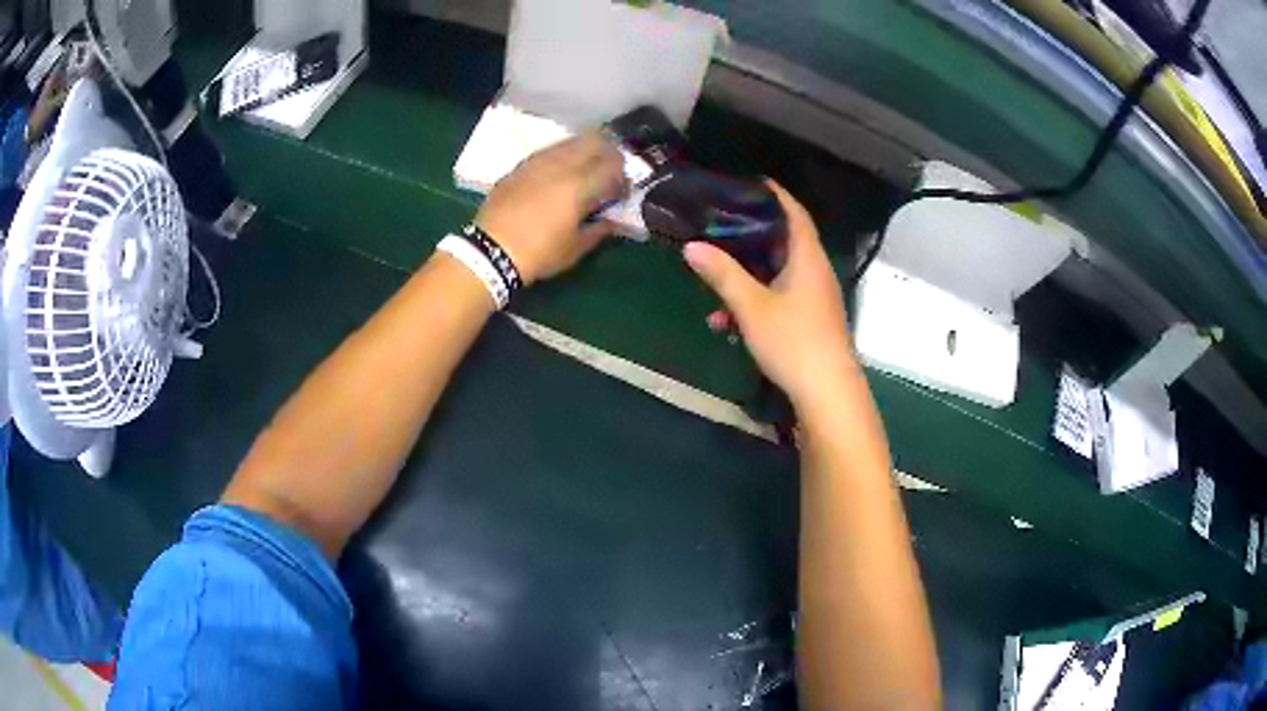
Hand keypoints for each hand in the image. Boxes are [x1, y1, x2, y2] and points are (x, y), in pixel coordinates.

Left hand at [475, 132, 626, 285]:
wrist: (490, 251)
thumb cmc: (538, 253)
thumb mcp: (575, 249)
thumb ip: (598, 230)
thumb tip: (611, 220)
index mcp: (579, 185)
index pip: (612, 165)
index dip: (622, 176)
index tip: (621, 190)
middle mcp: (560, 165)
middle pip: (593, 142)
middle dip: (607, 153)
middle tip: (608, 171)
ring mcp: (537, 162)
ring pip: (568, 142)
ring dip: (583, 151)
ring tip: (584, 170)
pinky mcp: (520, 167)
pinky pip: (547, 152)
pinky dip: (560, 157)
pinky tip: (557, 174)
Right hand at [684, 181, 856, 410]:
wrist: (827, 393)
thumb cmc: (793, 341)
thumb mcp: (751, 307)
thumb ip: (722, 275)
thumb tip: (691, 246)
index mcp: (807, 258)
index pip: (794, 213)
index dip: (776, 194)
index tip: (752, 182)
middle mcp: (815, 273)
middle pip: (784, 242)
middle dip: (752, 236)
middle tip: (723, 225)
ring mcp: (815, 300)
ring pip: (778, 275)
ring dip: (747, 278)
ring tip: (715, 285)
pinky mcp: (811, 322)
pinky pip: (780, 300)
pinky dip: (756, 304)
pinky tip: (728, 325)